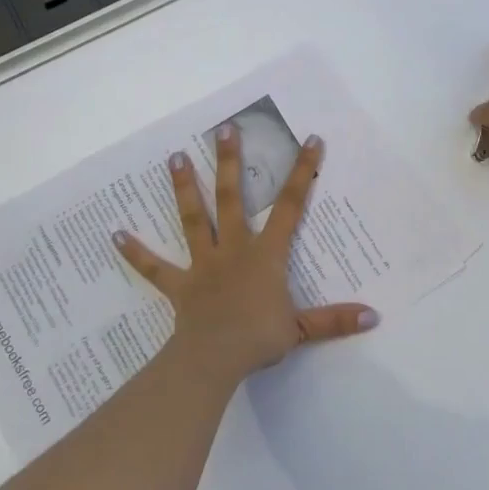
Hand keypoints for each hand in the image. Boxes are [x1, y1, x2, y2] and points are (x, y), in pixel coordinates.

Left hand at [114, 125, 377, 385]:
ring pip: (193, 219)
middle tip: (224, 129)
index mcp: (266, 254)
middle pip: (233, 198)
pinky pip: (154, 267)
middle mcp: (234, 249)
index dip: (302, 173)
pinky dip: (134, 252)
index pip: (290, 206)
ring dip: (185, 188)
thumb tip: (374, 316)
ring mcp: (203, 264)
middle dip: (231, 163)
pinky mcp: (179, 284)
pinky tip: (114, 235)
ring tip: (175, 157)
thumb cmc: (258, 339)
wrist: (213, 360)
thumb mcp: (302, 329)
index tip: (310, 140)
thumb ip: (336, 320)